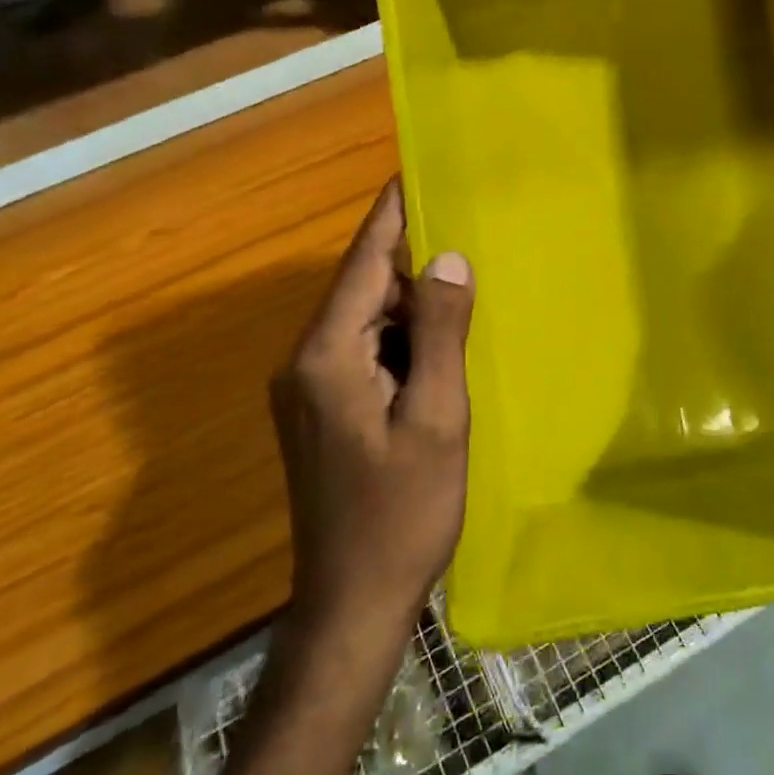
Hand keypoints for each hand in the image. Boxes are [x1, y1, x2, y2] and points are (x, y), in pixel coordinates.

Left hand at [271, 179, 475, 641]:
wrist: (353, 602)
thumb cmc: (402, 512)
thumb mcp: (437, 417)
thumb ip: (441, 333)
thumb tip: (448, 258)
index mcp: (327, 354)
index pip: (364, 262)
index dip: (392, 215)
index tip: (417, 172)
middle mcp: (305, 361)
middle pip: (363, 288)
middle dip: (412, 261)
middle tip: (468, 230)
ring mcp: (308, 389)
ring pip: (366, 322)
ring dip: (412, 304)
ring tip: (466, 284)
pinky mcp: (322, 412)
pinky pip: (364, 353)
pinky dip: (402, 340)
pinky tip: (440, 347)